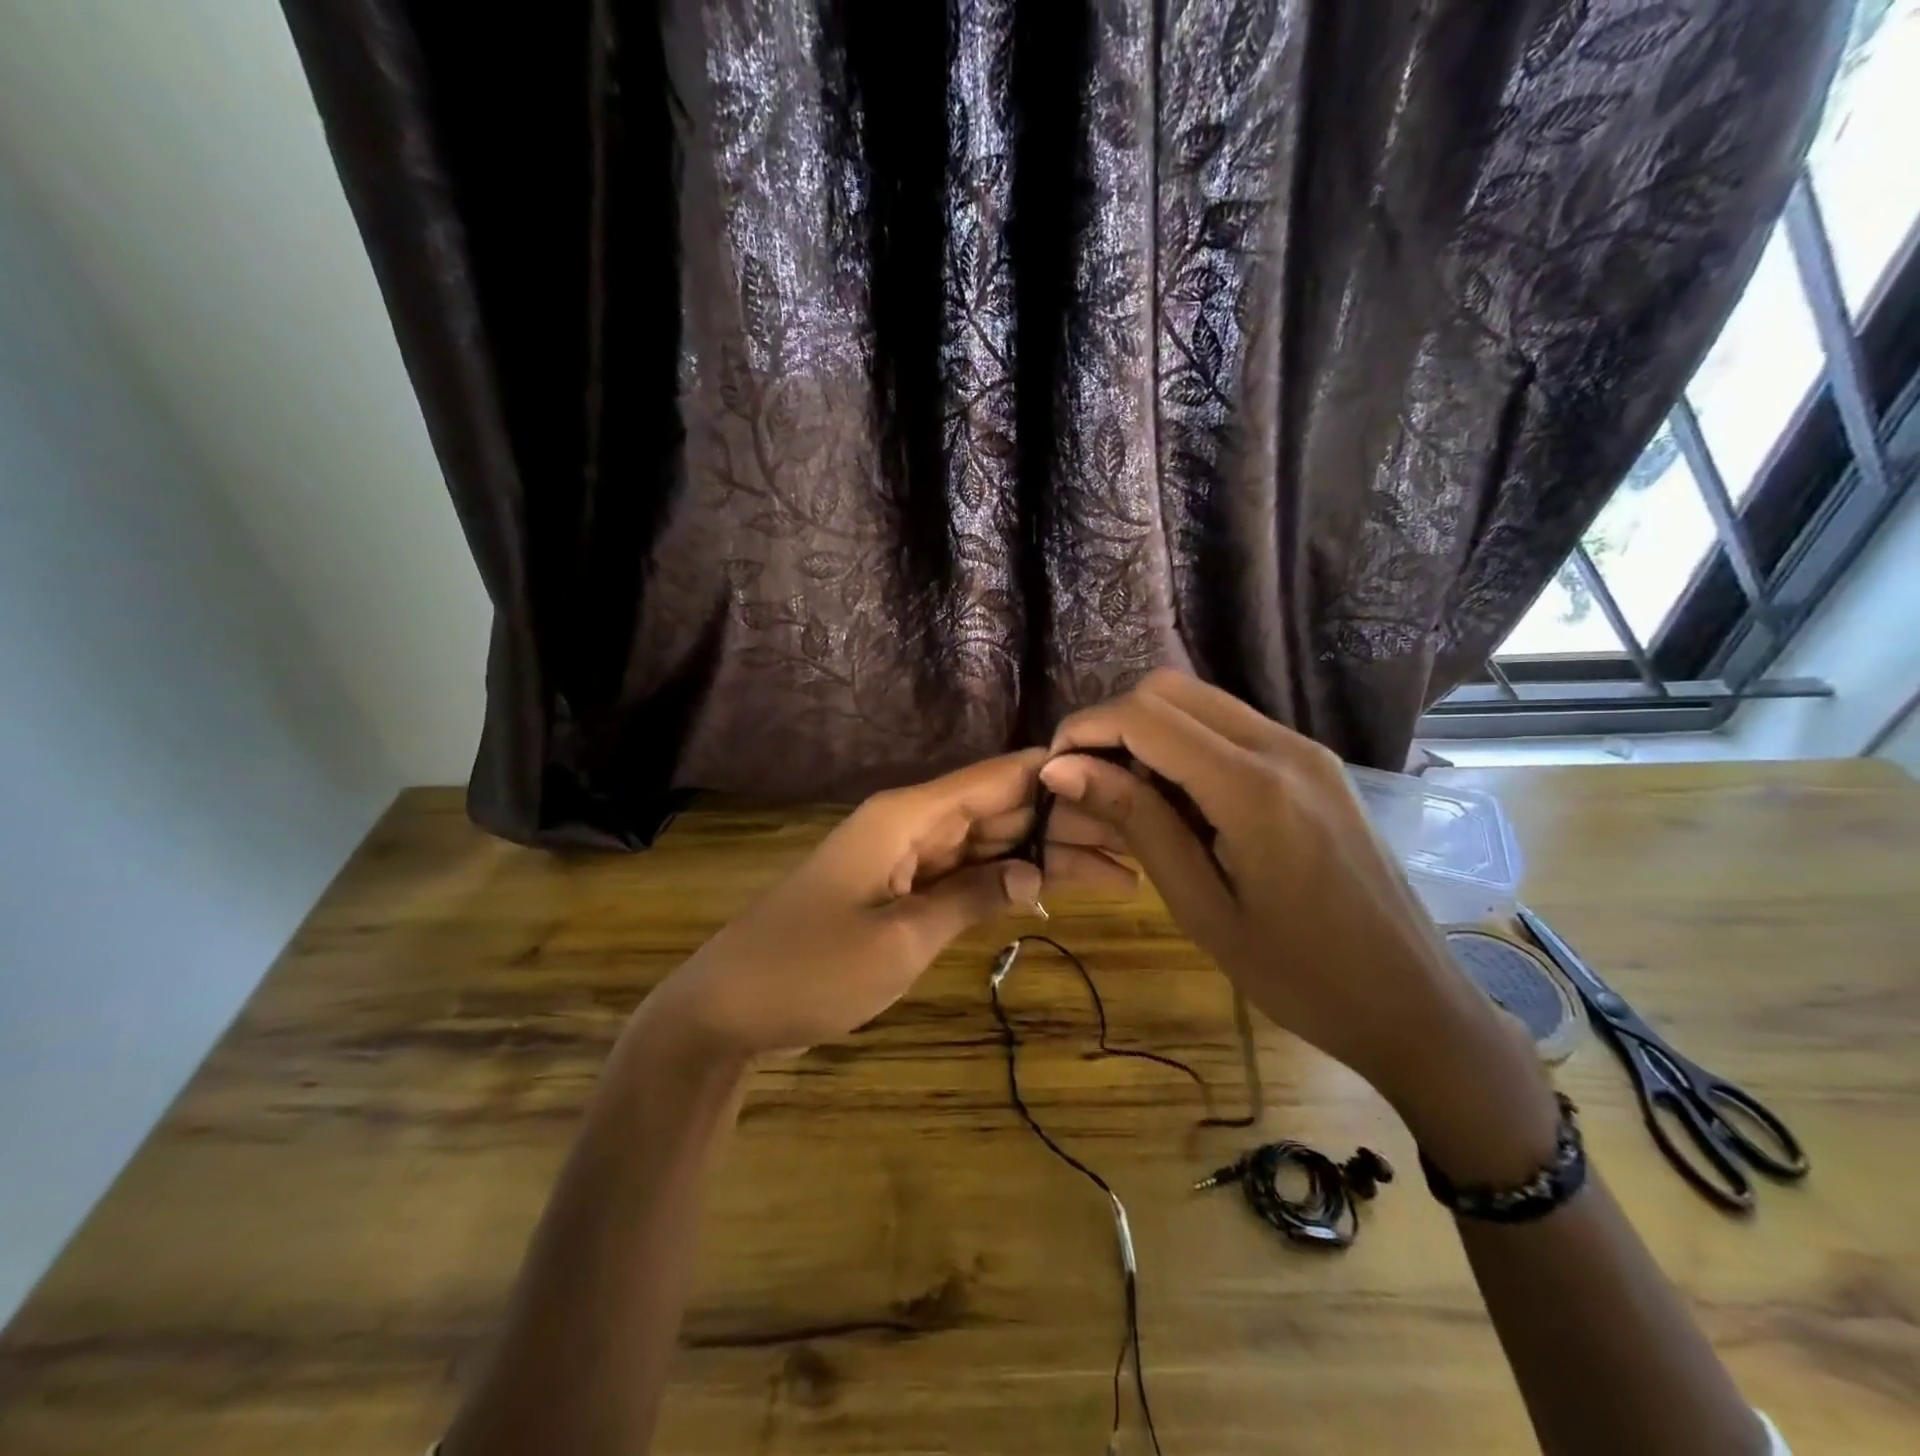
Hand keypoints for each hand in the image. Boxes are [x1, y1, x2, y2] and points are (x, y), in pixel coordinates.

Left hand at [651, 751, 1135, 1057]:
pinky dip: (1000, 880)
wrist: (729, 1007)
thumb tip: (1035, 872)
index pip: (996, 777)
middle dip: (1061, 823)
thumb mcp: (902, 940)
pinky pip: (960, 871)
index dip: (1055, 775)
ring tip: (1113, 871)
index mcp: (907, 816)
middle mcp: (910, 823)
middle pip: (997, 808)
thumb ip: (972, 898)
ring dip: (1038, 854)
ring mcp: (903, 856)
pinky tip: (1047, 890)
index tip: (1118, 782)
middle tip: (1133, 844)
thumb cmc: (813, 969)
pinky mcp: (897, 888)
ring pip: (984, 841)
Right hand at [1041, 670, 1531, 1113]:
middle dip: (1113, 722)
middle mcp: (1283, 748)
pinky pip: (1233, 727)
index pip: (1146, 716)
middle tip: (1085, 780)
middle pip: (1171, 689)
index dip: (1087, 729)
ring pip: (1201, 702)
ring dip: (1149, 731)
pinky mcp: (1316, 765)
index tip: (1054, 770)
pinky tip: (1177, 799)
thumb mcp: (1203, 908)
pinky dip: (1186, 744)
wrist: (1415, 1003)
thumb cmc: (1301, 977)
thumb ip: (1137, 823)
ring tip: (1123, 793)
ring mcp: (1306, 751)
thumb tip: (1063, 768)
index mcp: (1254, 788)